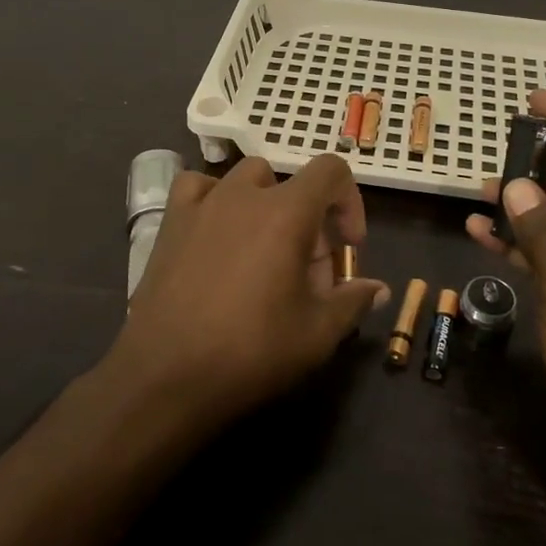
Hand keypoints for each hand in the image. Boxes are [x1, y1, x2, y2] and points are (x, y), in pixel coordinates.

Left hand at [109, 155, 389, 431]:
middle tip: (306, 270)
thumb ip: (353, 301)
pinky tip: (216, 233)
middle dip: (309, 218)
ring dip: (265, 204)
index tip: (347, 247)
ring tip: (263, 249)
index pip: (331, 170)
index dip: (349, 202)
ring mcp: (203, 204)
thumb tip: (379, 289)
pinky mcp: (171, 222)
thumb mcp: (317, 334)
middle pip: (291, 183)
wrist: (166, 374)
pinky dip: (214, 199)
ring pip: (246, 180)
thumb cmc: (251, 351)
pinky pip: (197, 187)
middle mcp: (244, 195)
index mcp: (286, 212)